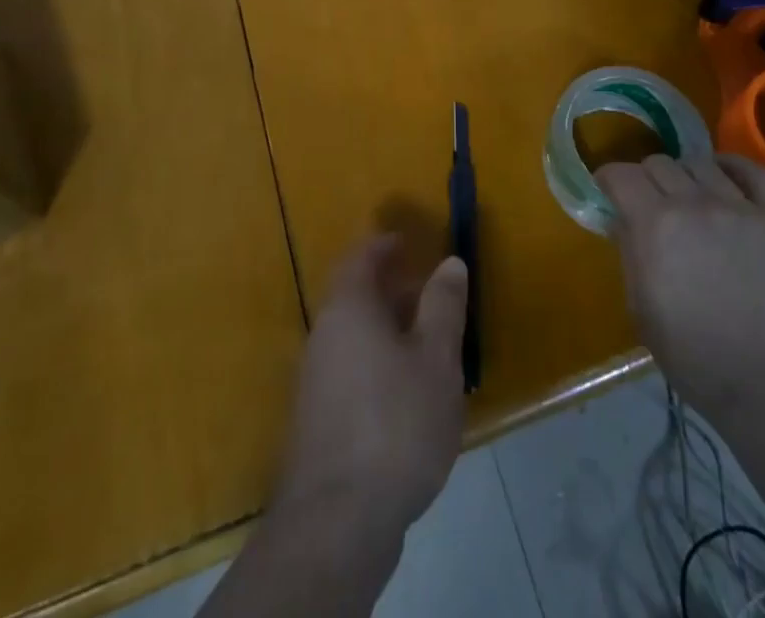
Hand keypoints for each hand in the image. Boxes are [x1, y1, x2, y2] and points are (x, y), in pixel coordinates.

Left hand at [271, 235, 468, 536]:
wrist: (338, 520)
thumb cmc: (397, 423)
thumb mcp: (436, 359)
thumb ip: (443, 306)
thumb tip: (450, 262)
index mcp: (348, 308)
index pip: (359, 258)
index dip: (383, 245)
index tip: (407, 243)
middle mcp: (323, 334)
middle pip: (354, 296)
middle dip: (390, 290)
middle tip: (427, 295)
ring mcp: (314, 379)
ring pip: (352, 336)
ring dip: (385, 331)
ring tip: (426, 347)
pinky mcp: (317, 420)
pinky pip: (349, 370)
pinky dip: (376, 364)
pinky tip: (405, 396)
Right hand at [595, 153, 764, 417]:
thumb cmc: (693, 356)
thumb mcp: (640, 307)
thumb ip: (628, 251)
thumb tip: (621, 218)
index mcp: (655, 225)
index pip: (621, 174)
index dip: (609, 179)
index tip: (608, 191)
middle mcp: (694, 204)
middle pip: (659, 163)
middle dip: (645, 179)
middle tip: (648, 203)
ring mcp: (739, 208)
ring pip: (700, 163)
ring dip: (685, 176)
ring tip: (688, 198)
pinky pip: (754, 171)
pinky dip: (733, 167)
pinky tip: (724, 178)